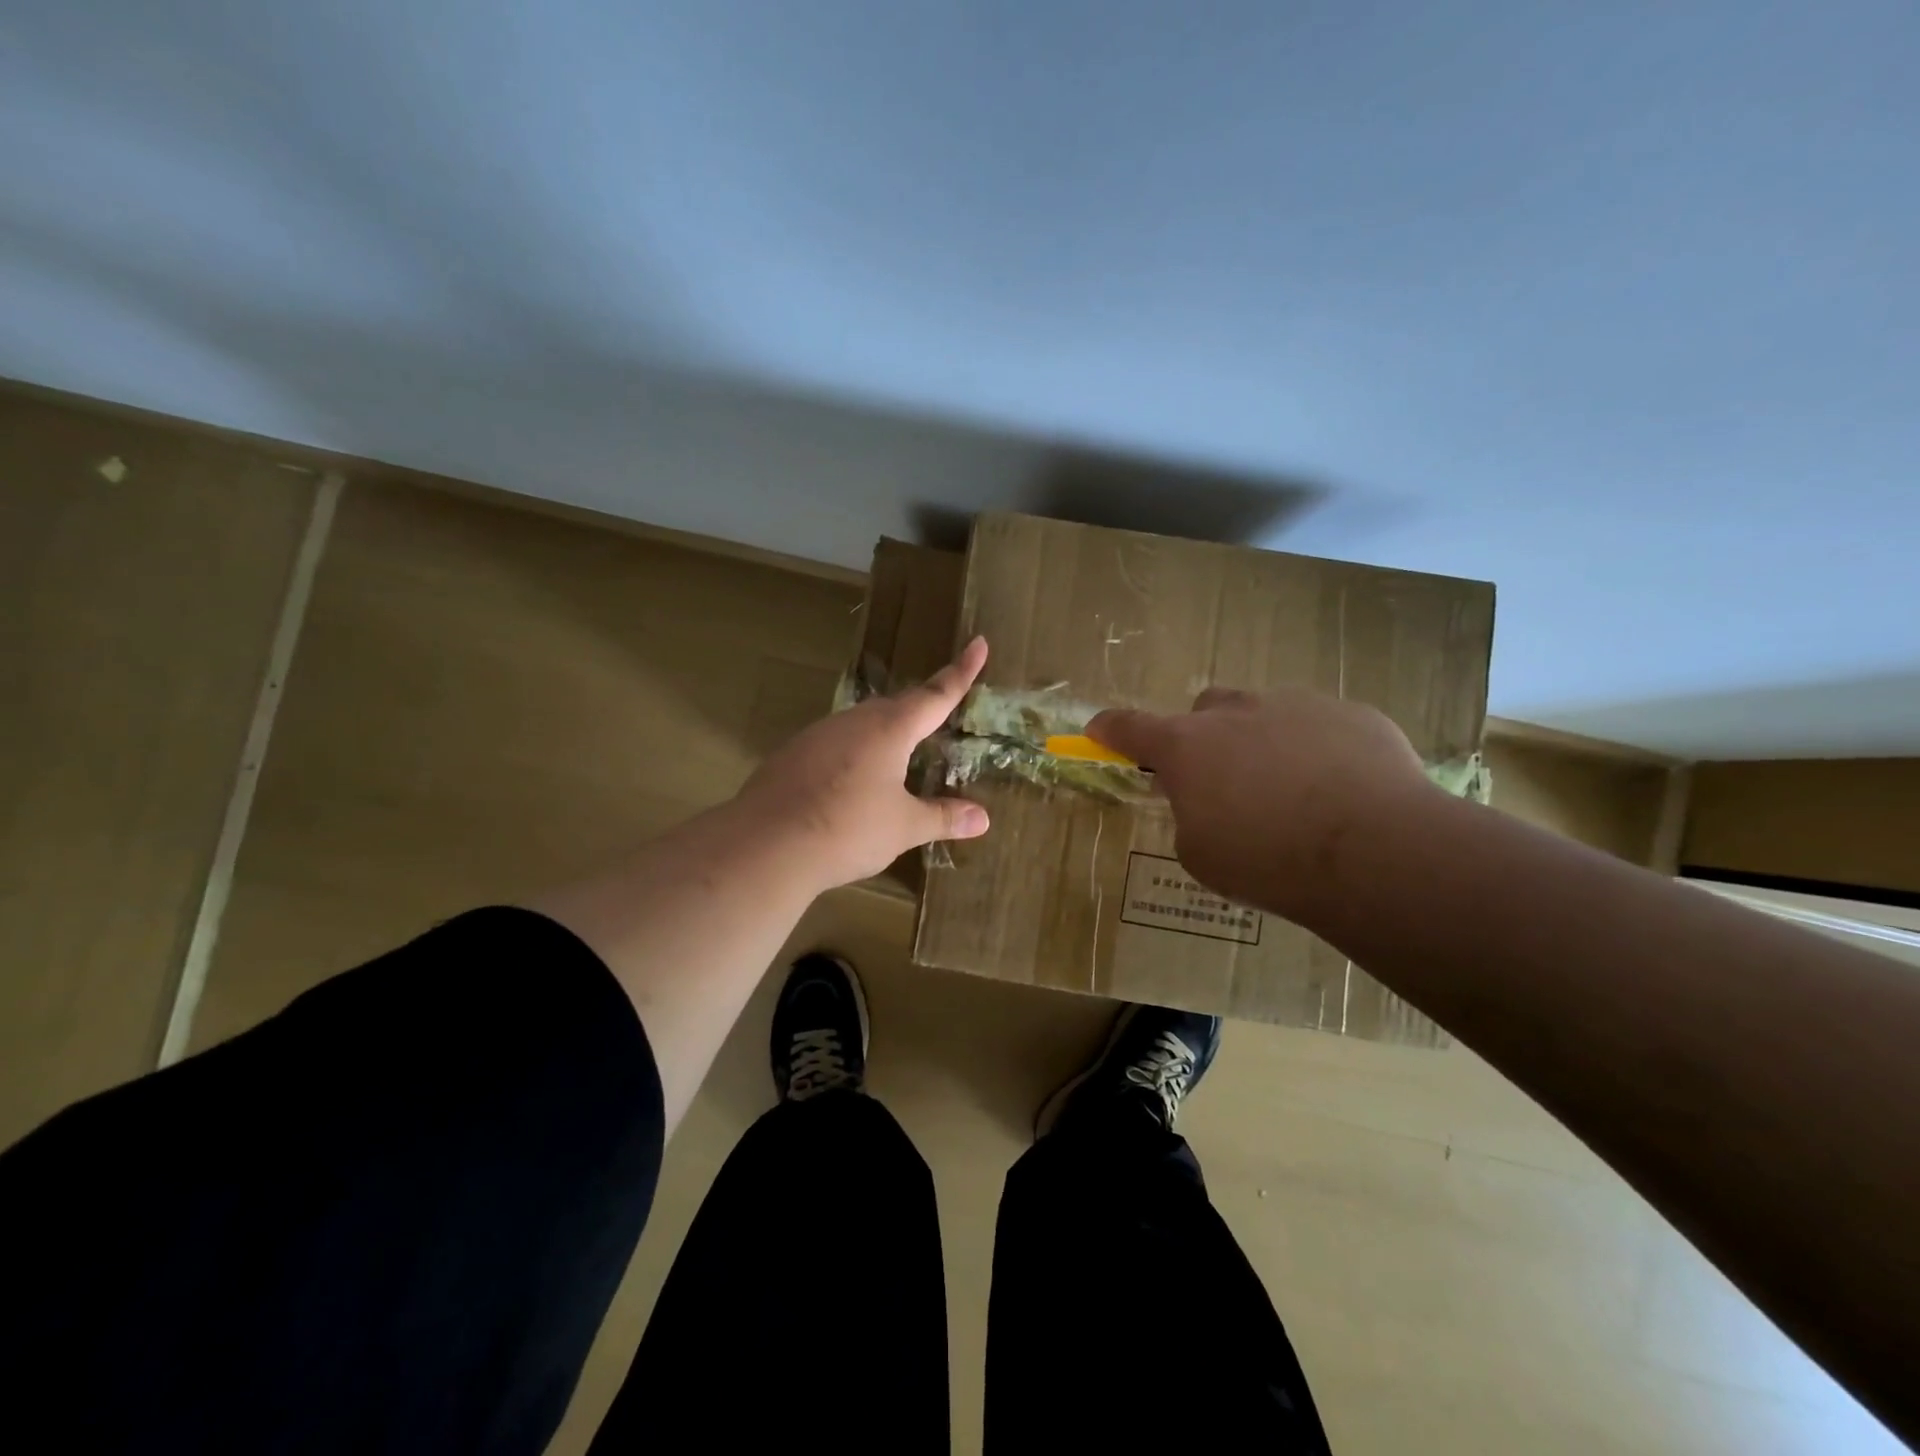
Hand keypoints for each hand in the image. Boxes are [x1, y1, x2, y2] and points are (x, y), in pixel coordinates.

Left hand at [734, 637, 991, 890]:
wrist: (766, 845)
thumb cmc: (848, 830)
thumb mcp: (904, 827)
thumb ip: (942, 817)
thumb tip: (982, 819)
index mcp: (890, 729)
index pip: (935, 694)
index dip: (961, 671)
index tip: (979, 643)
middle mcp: (854, 721)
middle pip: (897, 706)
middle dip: (922, 708)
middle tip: (941, 716)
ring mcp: (819, 734)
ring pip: (863, 724)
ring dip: (886, 734)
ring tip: (899, 758)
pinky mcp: (793, 753)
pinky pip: (836, 743)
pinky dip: (854, 754)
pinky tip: (852, 782)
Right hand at [1086, 686, 1435, 920]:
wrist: (1375, 851)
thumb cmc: (1268, 860)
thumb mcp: (1201, 854)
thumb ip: (1189, 816)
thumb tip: (1204, 800)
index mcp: (1187, 746)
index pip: (1130, 727)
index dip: (1110, 729)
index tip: (1099, 730)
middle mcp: (1235, 713)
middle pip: (1205, 709)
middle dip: (1205, 736)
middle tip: (1225, 778)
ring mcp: (1296, 705)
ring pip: (1265, 714)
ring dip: (1265, 742)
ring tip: (1296, 792)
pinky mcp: (1351, 713)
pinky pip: (1322, 726)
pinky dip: (1319, 751)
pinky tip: (1343, 791)